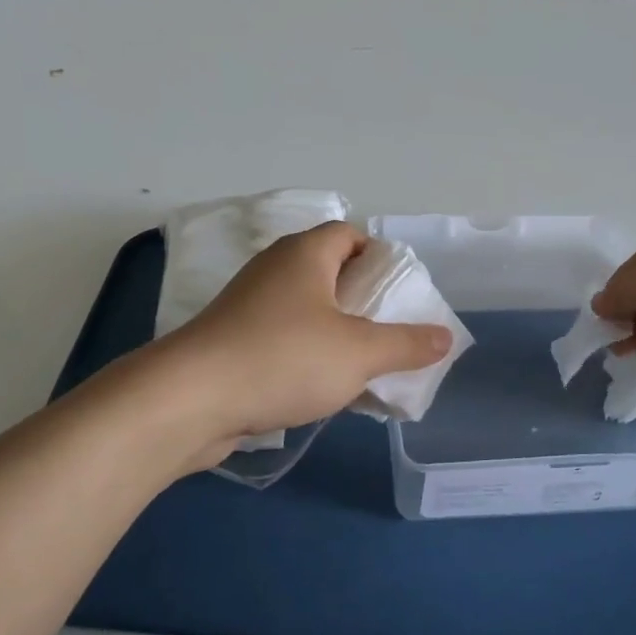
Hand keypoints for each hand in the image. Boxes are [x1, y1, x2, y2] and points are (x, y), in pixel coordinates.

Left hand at [162, 222, 452, 463]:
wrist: (190, 399)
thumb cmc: (284, 359)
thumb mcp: (359, 353)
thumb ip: (406, 344)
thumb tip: (445, 337)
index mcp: (305, 255)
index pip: (348, 234)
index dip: (377, 256)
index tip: (398, 291)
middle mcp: (274, 270)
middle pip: (329, 272)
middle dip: (362, 300)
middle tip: (389, 330)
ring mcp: (248, 306)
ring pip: (305, 310)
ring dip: (335, 332)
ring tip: (363, 365)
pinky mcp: (231, 341)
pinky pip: (282, 339)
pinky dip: (306, 355)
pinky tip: (323, 389)